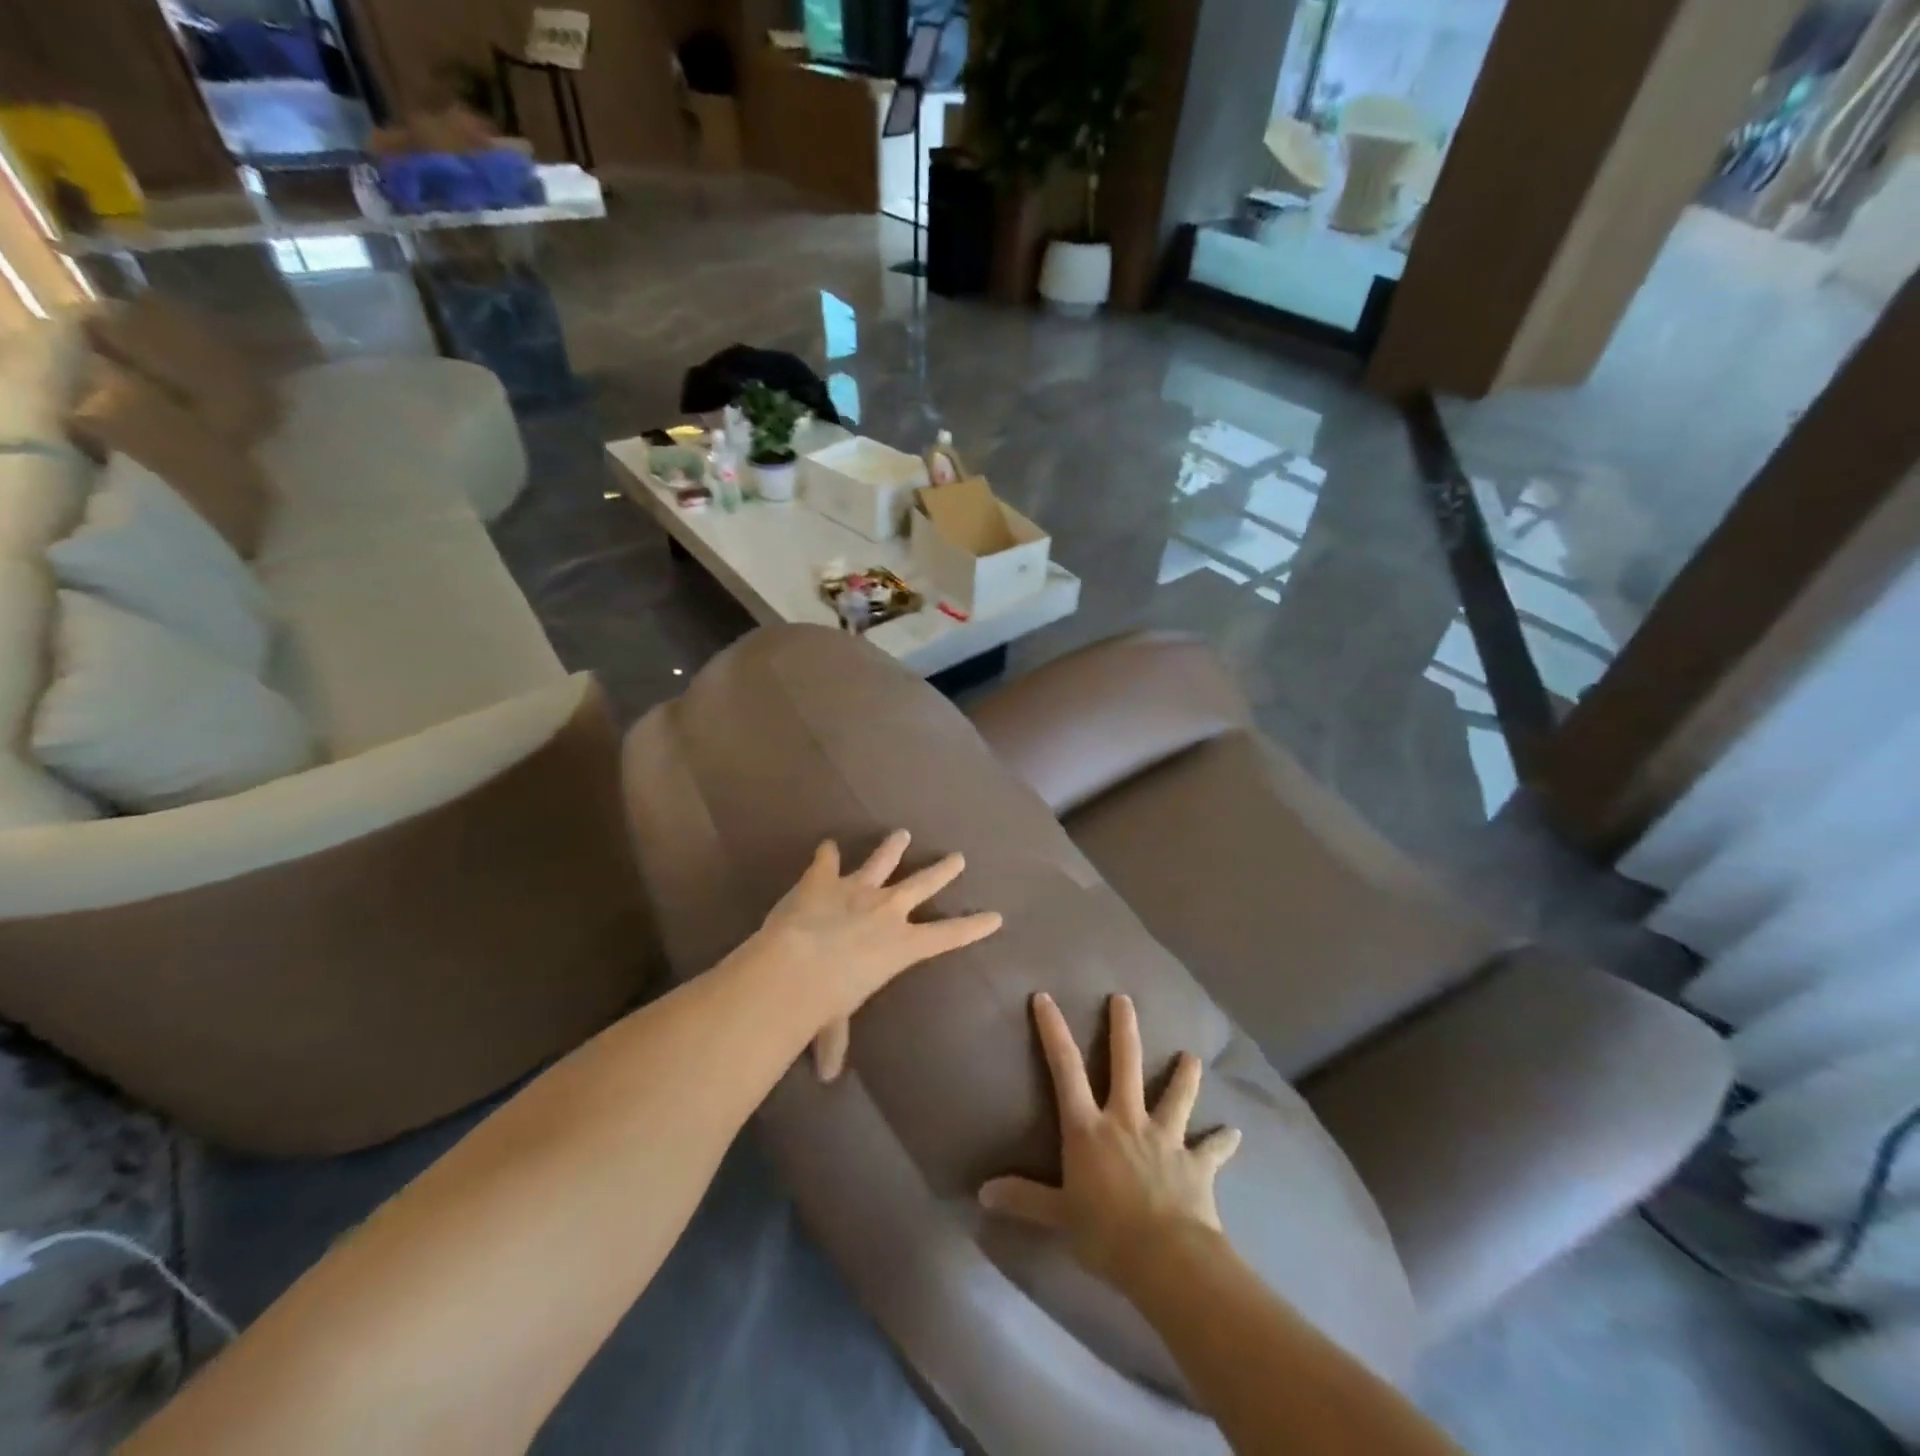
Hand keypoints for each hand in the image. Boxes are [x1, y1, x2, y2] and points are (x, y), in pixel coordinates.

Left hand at [753, 830, 1001, 1081]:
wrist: (794, 965)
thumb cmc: (825, 1002)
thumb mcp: (834, 1022)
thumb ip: (834, 1040)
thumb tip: (825, 1075)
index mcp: (901, 945)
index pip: (948, 935)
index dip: (974, 927)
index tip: (996, 915)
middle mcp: (886, 910)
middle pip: (923, 884)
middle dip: (943, 870)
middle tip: (958, 857)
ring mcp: (856, 888)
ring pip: (883, 860)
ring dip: (892, 847)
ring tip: (902, 833)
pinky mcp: (823, 878)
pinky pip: (827, 859)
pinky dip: (826, 853)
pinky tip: (825, 844)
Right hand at [979, 992, 1240, 1281]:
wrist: (1167, 1258)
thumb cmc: (1105, 1233)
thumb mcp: (1058, 1217)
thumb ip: (1023, 1200)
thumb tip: (981, 1194)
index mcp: (1089, 1129)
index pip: (1065, 1070)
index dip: (1053, 1031)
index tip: (1045, 997)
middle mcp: (1126, 1121)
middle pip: (1125, 1064)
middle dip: (1123, 1028)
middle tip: (1124, 998)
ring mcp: (1165, 1138)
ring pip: (1175, 1096)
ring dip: (1184, 1076)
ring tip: (1191, 1057)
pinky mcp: (1196, 1164)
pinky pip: (1212, 1149)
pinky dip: (1223, 1141)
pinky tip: (1236, 1132)